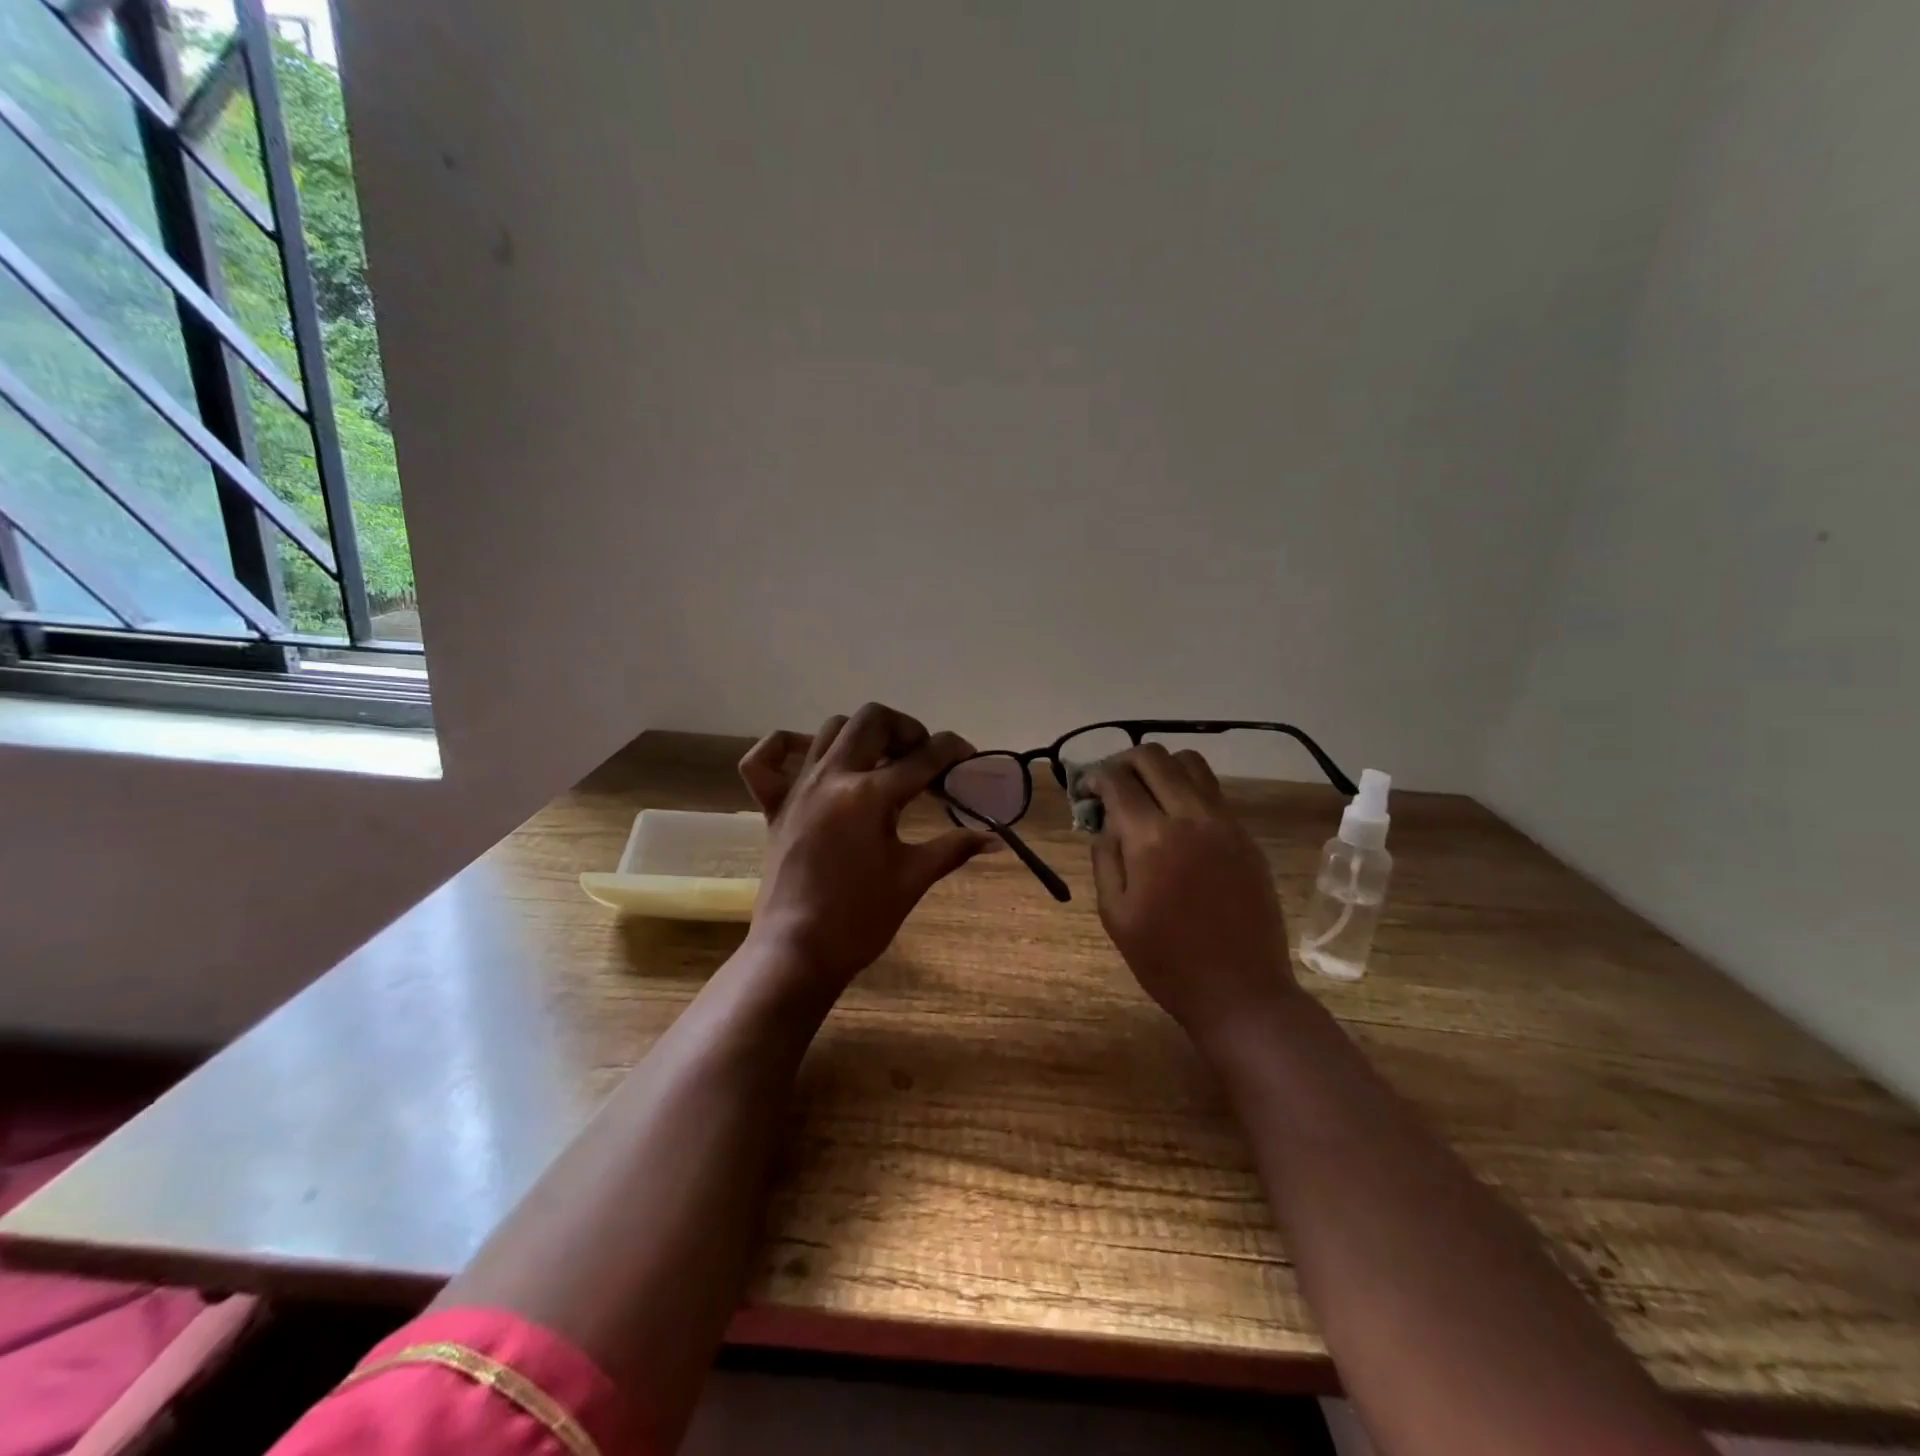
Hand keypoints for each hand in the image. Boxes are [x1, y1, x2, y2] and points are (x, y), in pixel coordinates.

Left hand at [738, 704, 992, 995]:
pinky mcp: (774, 807)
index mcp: (870, 796)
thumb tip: (994, 839)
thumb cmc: (860, 920)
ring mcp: (798, 789)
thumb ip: (953, 849)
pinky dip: (786, 746)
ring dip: (862, 734)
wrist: (797, 953)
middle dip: (906, 728)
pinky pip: (764, 759)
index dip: (953, 751)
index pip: (923, 757)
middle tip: (922, 757)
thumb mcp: (912, 879)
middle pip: (872, 720)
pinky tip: (812, 756)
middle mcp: (832, 778)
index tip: (968, 758)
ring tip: (881, 760)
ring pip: (829, 729)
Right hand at [1083, 744, 1299, 1047]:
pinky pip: (1213, 792)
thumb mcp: (1115, 914)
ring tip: (1146, 795)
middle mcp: (1191, 817)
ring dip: (1160, 769)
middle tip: (1111, 786)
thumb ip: (1105, 858)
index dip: (1094, 777)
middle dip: (1124, 762)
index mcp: (1152, 838)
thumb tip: (1105, 822)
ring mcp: (1225, 824)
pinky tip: (1176, 821)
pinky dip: (1187, 790)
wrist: (1241, 992)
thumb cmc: (1166, 961)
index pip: (1117, 780)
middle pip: (1154, 757)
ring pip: (1191, 764)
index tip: (1085, 791)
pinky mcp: (1246, 837)